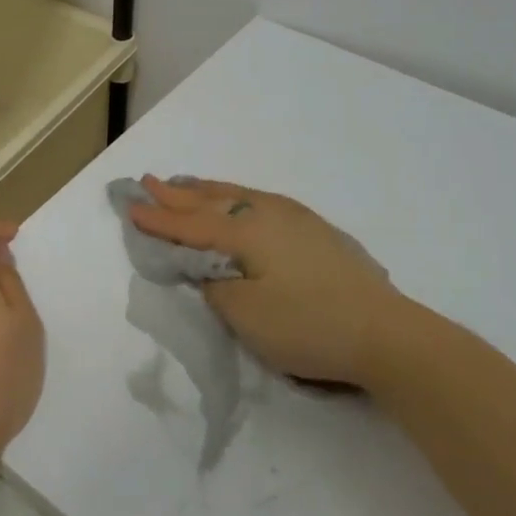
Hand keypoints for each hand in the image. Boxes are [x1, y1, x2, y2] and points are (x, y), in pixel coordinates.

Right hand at [128, 177, 404, 387]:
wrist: (386, 334)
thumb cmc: (307, 324)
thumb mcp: (245, 314)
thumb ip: (214, 286)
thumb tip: (207, 268)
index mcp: (245, 232)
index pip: (189, 225)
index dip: (158, 219)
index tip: (129, 206)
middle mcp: (267, 214)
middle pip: (212, 201)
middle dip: (177, 194)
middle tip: (148, 181)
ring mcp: (296, 220)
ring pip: (238, 196)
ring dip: (207, 191)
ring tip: (185, 184)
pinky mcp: (316, 232)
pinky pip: (259, 203)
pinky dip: (235, 198)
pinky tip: (239, 201)